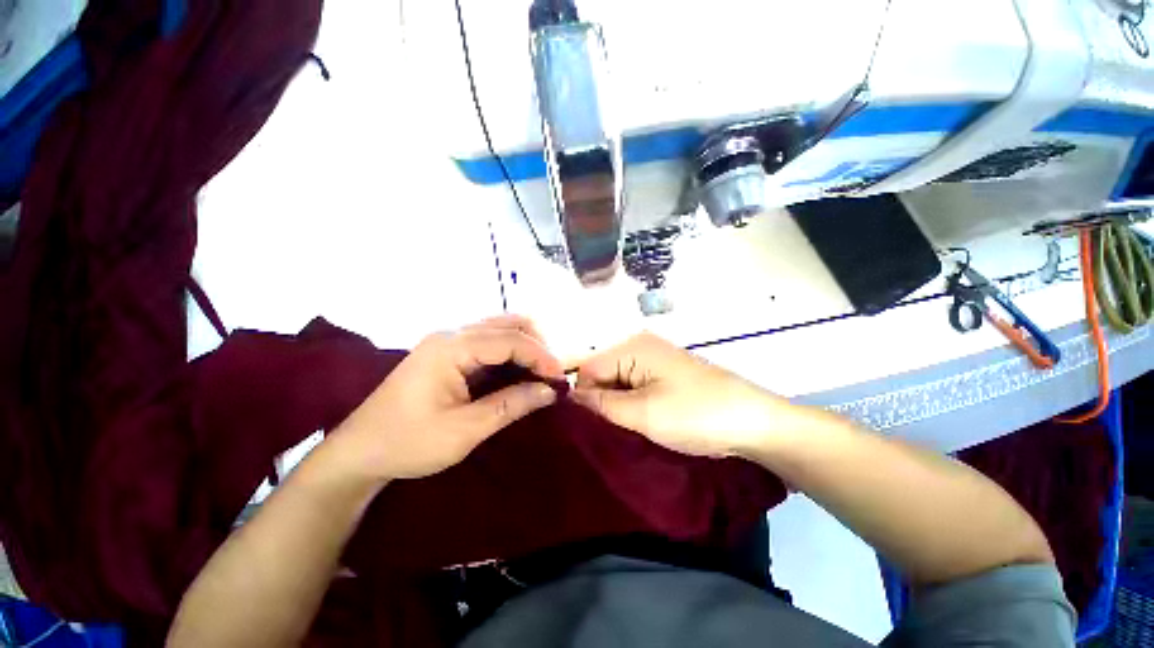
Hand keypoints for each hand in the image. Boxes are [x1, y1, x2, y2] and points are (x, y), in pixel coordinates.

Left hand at [333, 315, 564, 480]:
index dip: (541, 356)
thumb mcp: (465, 430)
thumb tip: (550, 391)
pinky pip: (488, 341)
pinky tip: (518, 371)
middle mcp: (451, 334)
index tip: (560, 378)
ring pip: (499, 329)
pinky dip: (510, 352)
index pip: (510, 340)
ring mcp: (447, 340)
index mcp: (451, 348)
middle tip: (551, 375)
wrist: (359, 451)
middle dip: (536, 346)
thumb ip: (512, 405)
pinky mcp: (447, 351)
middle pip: (507, 325)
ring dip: (524, 346)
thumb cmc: (409, 443)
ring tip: (539, 372)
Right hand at [570, 332, 792, 457]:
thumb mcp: (642, 413)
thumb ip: (601, 405)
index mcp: (633, 348)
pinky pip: (635, 388)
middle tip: (609, 433)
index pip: (588, 368)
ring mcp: (655, 362)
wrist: (754, 423)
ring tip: (625, 431)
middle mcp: (640, 348)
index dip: (583, 397)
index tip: (588, 427)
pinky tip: (639, 423)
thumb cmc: (696, 414)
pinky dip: (632, 406)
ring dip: (617, 407)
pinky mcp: (666, 376)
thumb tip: (570, 399)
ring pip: (618, 383)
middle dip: (601, 402)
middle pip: (603, 374)